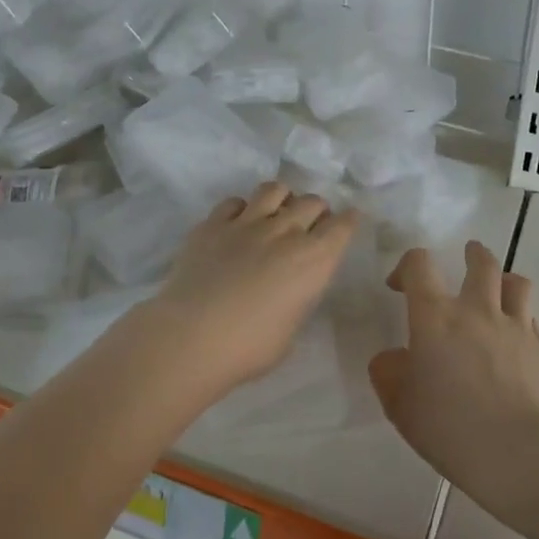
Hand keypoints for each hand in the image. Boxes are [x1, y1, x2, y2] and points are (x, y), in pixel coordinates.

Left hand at [148, 181, 359, 396]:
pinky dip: (242, 209)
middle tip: (310, 224)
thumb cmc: (248, 348)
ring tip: (276, 213)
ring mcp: (247, 223)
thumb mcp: (291, 329)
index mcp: (313, 260)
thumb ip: (298, 298)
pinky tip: (237, 224)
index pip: (342, 226)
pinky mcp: (213, 224)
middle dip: (317, 210)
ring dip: (282, 199)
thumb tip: (292, 288)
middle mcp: (285, 232)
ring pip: (274, 189)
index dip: (348, 221)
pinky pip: (234, 202)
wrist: (191, 337)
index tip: (348, 220)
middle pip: (312, 202)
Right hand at [369, 242, 538, 510]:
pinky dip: (522, 317)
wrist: (519, 453)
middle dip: (472, 255)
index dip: (407, 266)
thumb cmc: (449, 427)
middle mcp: (476, 309)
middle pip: (480, 262)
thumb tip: (393, 358)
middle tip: (467, 257)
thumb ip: (390, 373)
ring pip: (516, 282)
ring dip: (504, 280)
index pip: (419, 264)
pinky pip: (533, 317)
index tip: (400, 286)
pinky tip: (516, 338)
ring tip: (499, 290)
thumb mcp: (400, 405)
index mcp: (435, 316)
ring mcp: (515, 326)